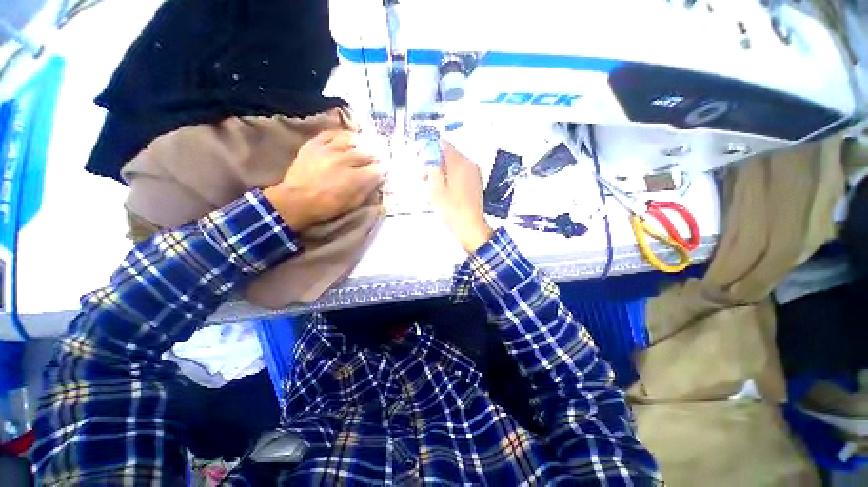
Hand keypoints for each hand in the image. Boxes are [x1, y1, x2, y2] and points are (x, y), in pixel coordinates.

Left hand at [264, 131, 383, 230]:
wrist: (296, 201)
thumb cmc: (327, 206)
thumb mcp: (352, 204)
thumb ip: (367, 190)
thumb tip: (377, 179)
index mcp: (355, 178)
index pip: (376, 169)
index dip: (382, 169)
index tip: (383, 170)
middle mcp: (344, 161)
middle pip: (366, 153)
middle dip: (374, 156)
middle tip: (376, 157)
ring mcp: (328, 150)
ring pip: (349, 140)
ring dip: (359, 143)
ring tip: (363, 145)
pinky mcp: (314, 145)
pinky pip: (330, 134)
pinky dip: (339, 135)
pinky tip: (344, 138)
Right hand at [427, 141, 492, 252]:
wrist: (470, 226)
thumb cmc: (452, 209)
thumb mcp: (436, 188)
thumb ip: (432, 167)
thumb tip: (429, 153)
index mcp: (460, 163)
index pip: (443, 144)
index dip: (429, 148)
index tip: (420, 158)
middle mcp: (469, 165)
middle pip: (448, 156)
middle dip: (433, 164)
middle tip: (422, 176)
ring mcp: (474, 175)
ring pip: (453, 167)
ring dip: (440, 173)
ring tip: (430, 189)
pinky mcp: (475, 184)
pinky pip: (459, 176)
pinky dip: (449, 180)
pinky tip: (441, 193)